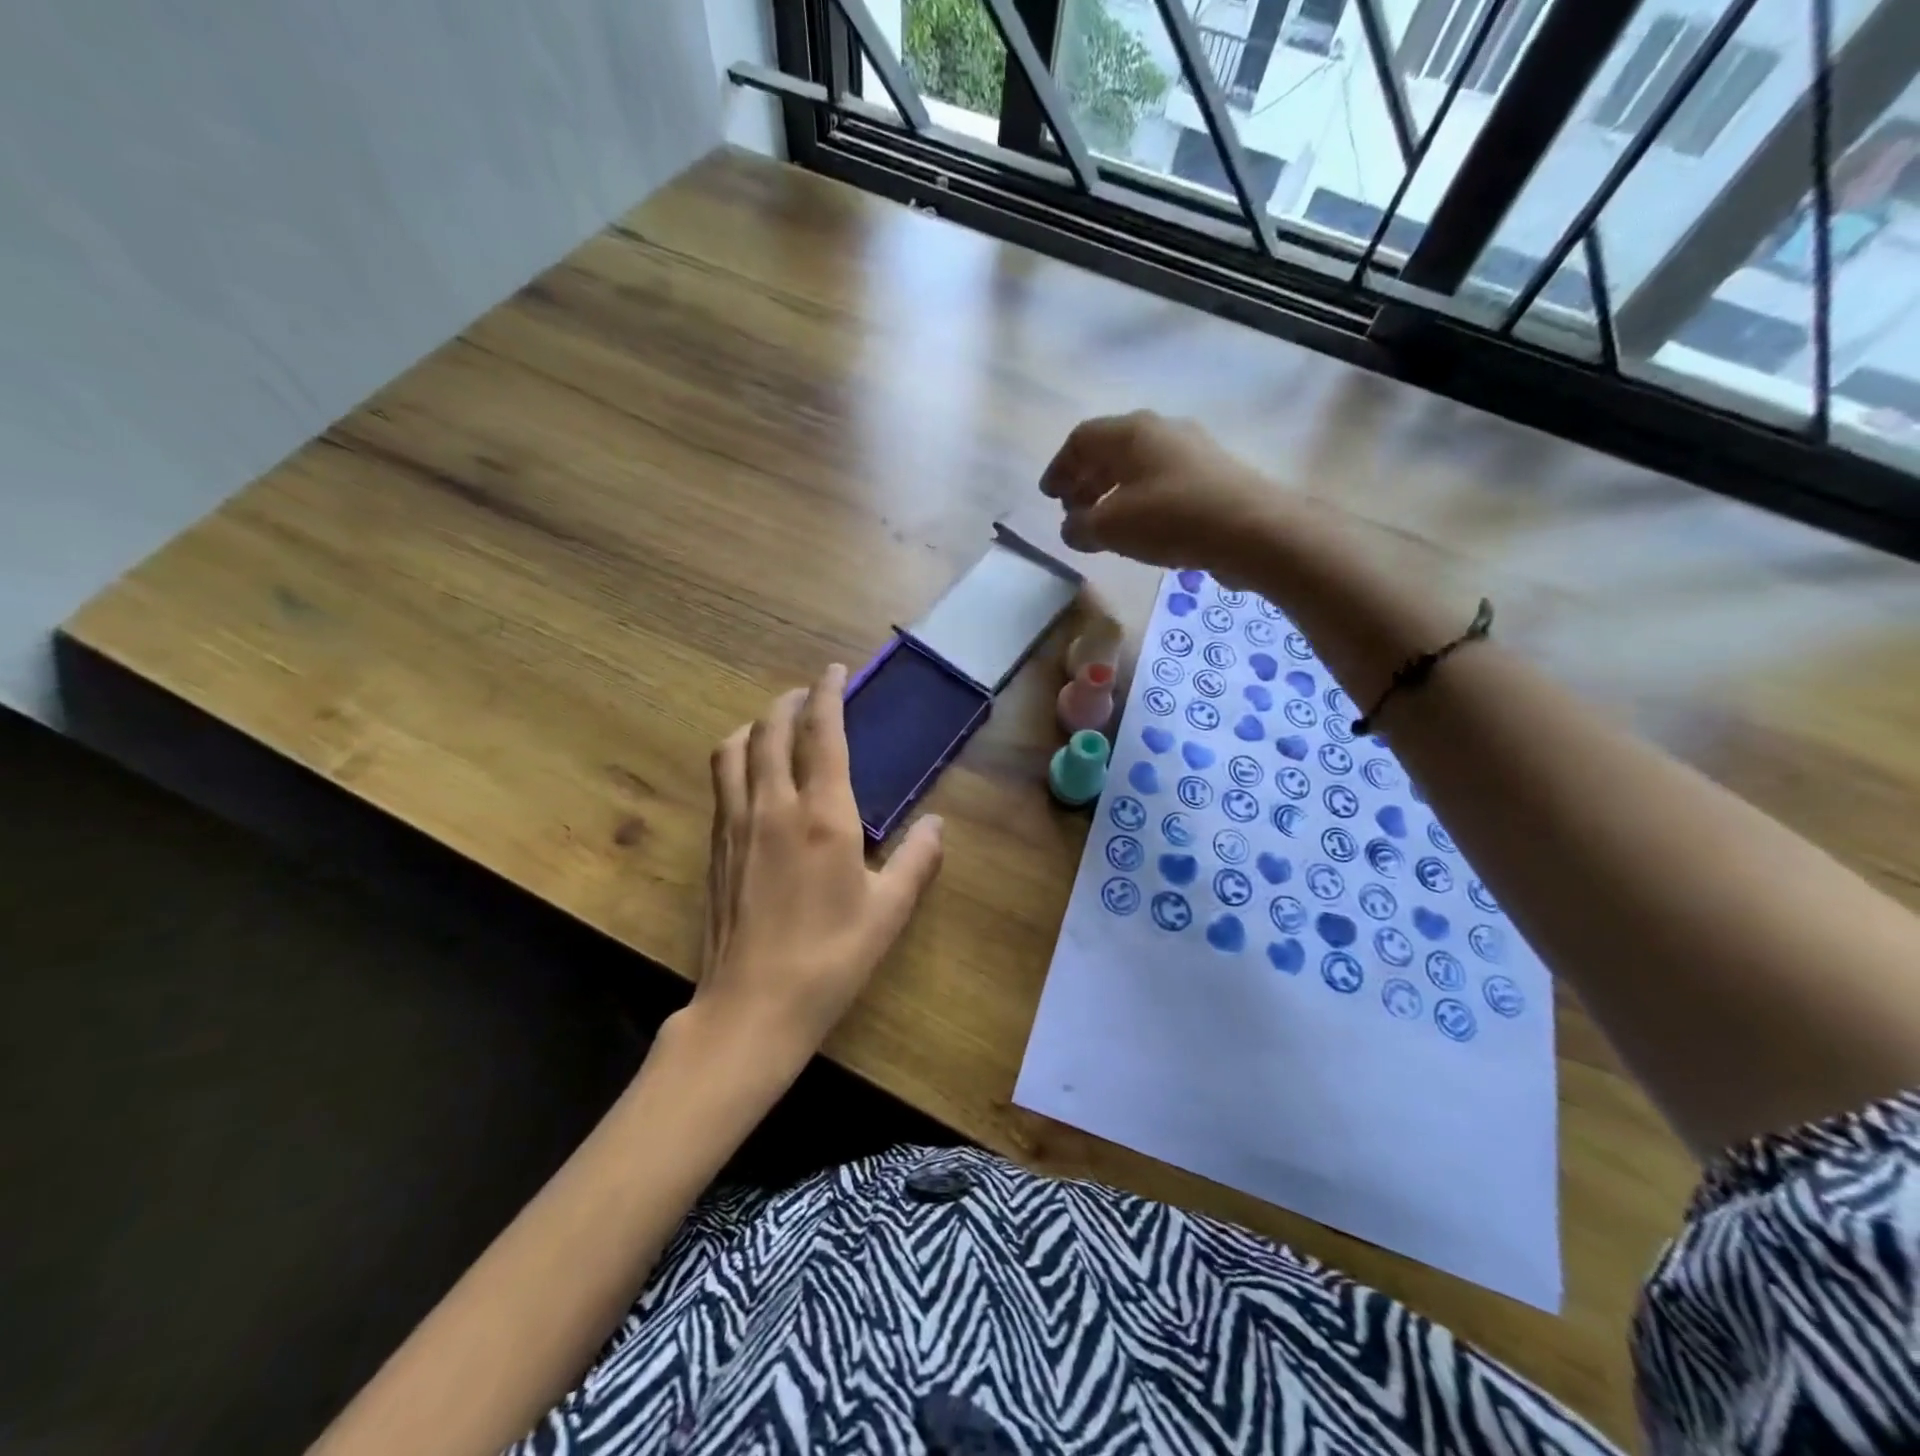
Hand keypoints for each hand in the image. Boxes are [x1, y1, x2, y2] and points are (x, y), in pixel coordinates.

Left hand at [698, 665, 944, 1057]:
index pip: (822, 734)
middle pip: (771, 730)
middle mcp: (773, 806)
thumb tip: (939, 823)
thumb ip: (917, 860)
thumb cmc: (830, 958)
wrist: (752, 1007)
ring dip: (756, 726)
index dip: (828, 694)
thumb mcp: (889, 911)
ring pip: (733, 750)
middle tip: (809, 694)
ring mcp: (736, 825)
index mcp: (822, 816)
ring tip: (776, 727)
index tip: (836, 671)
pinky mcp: (715, 848)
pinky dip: (737, 759)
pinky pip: (721, 782)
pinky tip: (752, 777)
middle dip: (789, 701)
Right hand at [1040, 411, 1284, 581]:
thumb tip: (1073, 528)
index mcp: (1130, 432)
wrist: (1251, 529)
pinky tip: (1139, 528)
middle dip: (1085, 480)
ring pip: (1138, 466)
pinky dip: (1139, 500)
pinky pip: (1161, 481)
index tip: (1050, 497)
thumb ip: (1080, 526)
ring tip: (1103, 525)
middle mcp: (1161, 430)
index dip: (1059, 467)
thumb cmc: (1169, 518)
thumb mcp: (1110, 527)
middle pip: (1110, 450)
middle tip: (1072, 511)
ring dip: (1112, 492)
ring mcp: (1191, 450)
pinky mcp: (1212, 475)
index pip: (1081, 439)